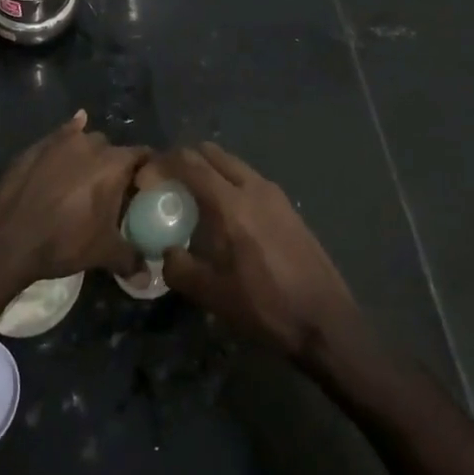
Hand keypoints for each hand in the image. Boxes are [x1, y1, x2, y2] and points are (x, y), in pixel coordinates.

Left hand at [0, 111, 146, 294]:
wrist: (5, 239)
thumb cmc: (62, 241)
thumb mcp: (102, 253)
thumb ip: (130, 260)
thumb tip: (147, 278)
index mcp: (114, 164)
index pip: (143, 156)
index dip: (147, 170)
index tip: (145, 187)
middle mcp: (91, 143)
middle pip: (113, 150)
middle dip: (115, 167)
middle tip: (111, 193)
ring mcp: (61, 141)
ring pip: (85, 142)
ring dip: (89, 156)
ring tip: (83, 181)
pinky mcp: (36, 146)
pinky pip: (60, 136)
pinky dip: (67, 138)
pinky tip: (66, 143)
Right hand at [141, 143, 360, 361]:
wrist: (326, 320)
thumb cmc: (266, 307)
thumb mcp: (213, 296)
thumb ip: (181, 269)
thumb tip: (167, 251)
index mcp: (231, 204)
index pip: (191, 163)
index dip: (166, 162)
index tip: (148, 173)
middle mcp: (253, 187)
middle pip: (213, 154)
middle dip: (188, 160)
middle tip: (169, 181)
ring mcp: (275, 194)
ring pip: (234, 165)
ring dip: (211, 170)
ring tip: (195, 197)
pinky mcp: (288, 206)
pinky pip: (250, 180)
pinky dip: (231, 182)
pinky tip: (227, 214)